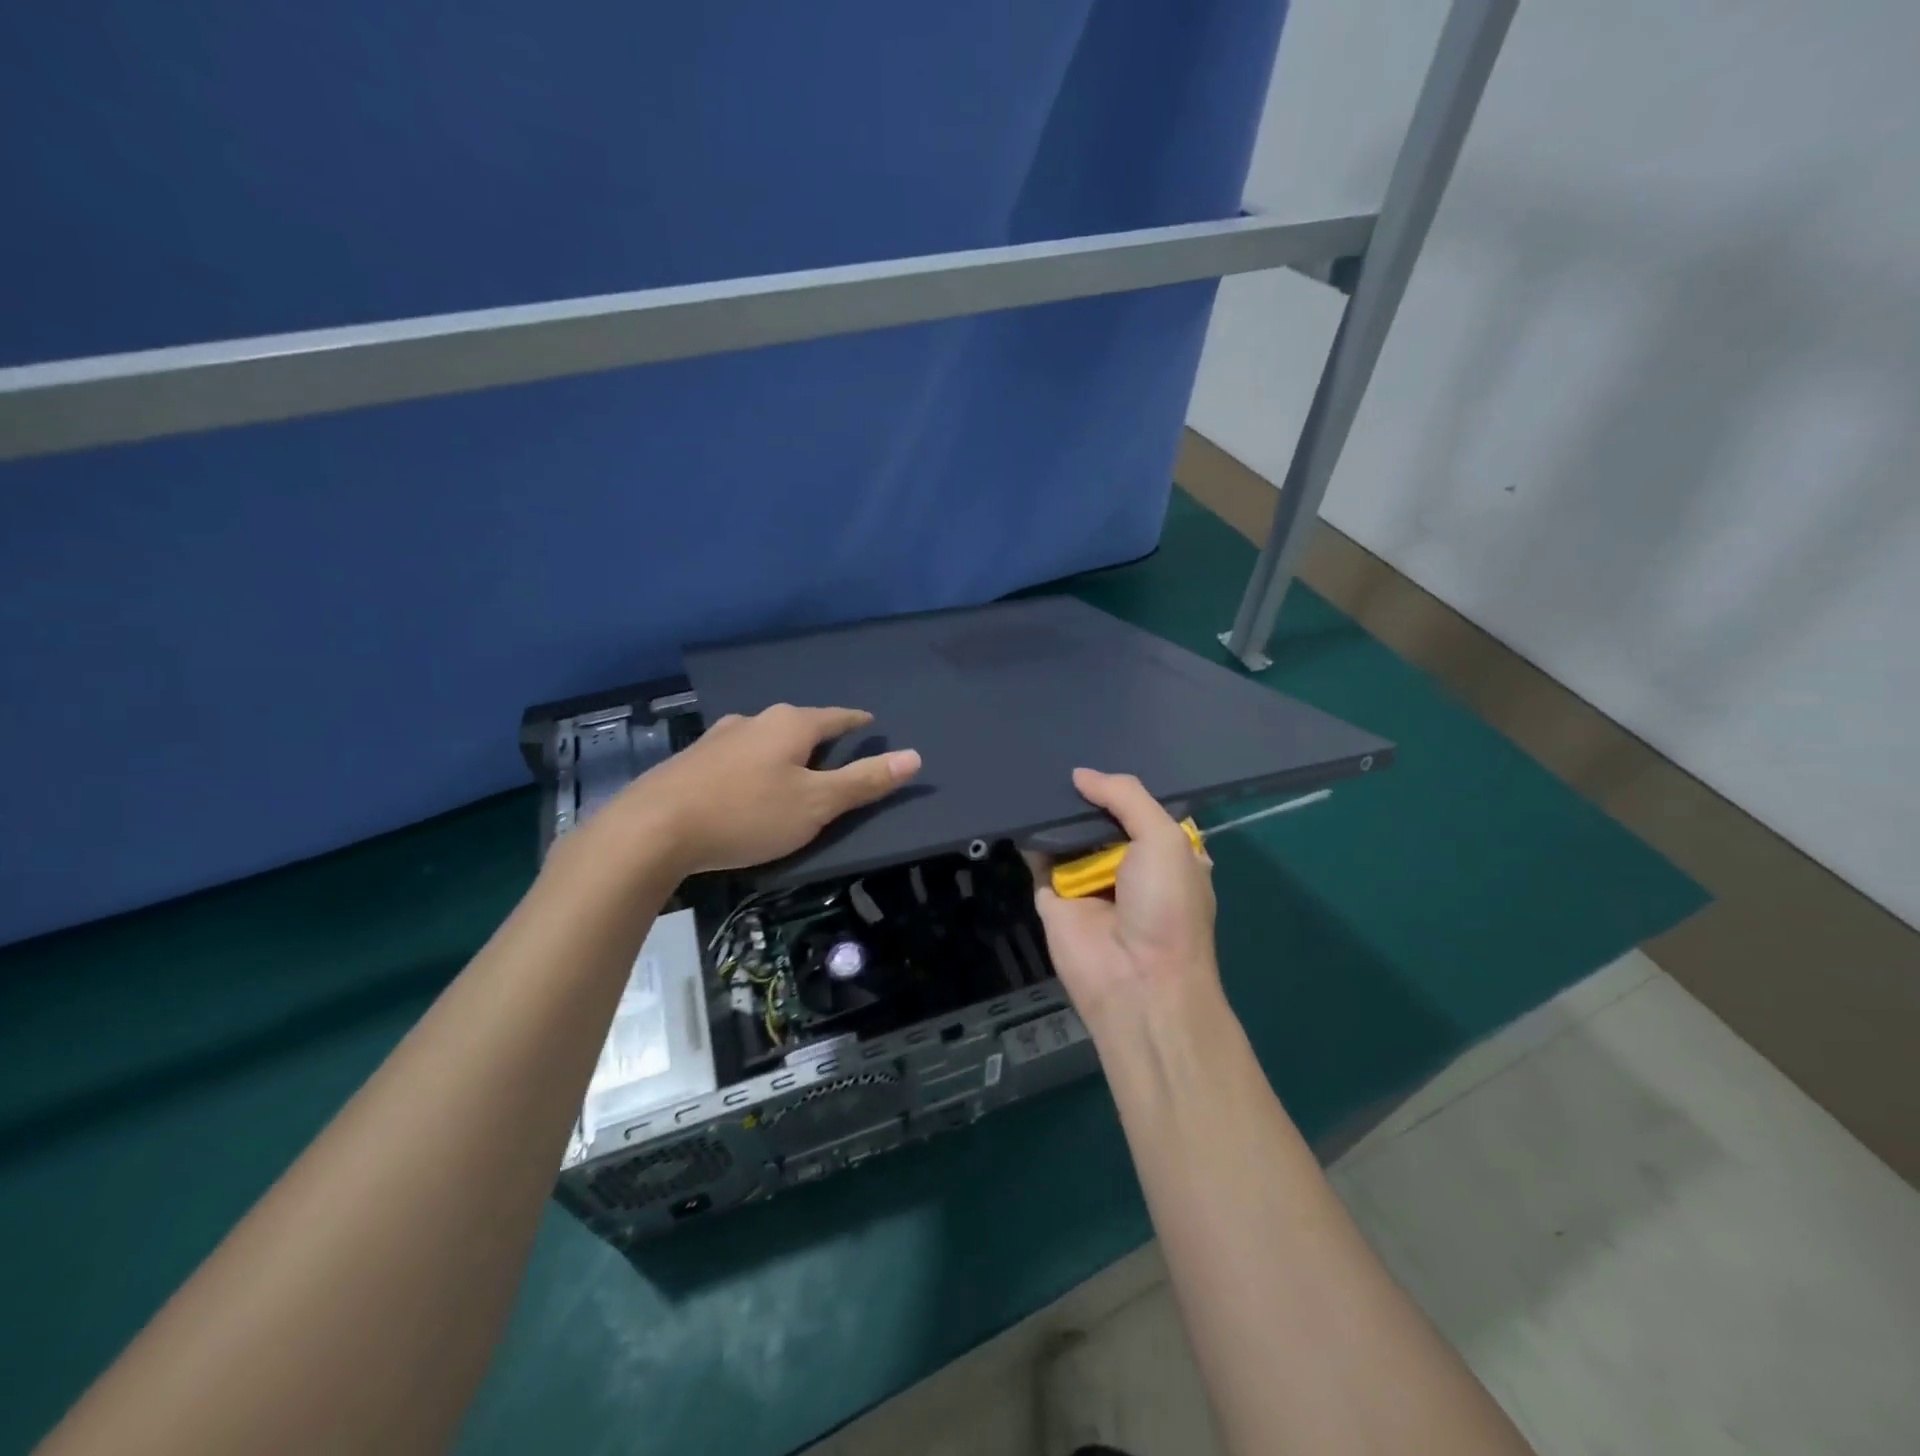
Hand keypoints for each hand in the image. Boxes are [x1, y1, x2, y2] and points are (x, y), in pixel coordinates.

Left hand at [610, 704, 920, 876]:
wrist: (653, 829)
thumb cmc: (747, 814)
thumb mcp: (816, 804)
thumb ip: (864, 781)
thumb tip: (914, 756)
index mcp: (791, 724)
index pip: (837, 717)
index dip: (857, 722)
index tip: (870, 723)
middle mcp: (754, 720)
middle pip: (799, 724)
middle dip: (818, 738)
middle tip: (834, 757)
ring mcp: (718, 737)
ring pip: (764, 739)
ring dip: (781, 751)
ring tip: (791, 771)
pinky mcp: (691, 760)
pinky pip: (737, 756)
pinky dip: (752, 766)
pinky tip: (745, 785)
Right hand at [1030, 769, 1221, 1032]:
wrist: (1137, 982)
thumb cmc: (1166, 907)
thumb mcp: (1164, 839)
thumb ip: (1126, 797)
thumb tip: (1080, 775)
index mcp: (1164, 855)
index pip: (1141, 811)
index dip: (1122, 788)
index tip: (1099, 753)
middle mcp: (1128, 867)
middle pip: (1101, 820)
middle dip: (1084, 796)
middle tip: (1055, 757)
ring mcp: (1088, 883)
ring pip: (1068, 837)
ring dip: (1055, 812)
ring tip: (1032, 771)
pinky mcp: (1053, 899)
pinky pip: (1039, 860)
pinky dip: (1031, 838)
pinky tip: (1019, 807)